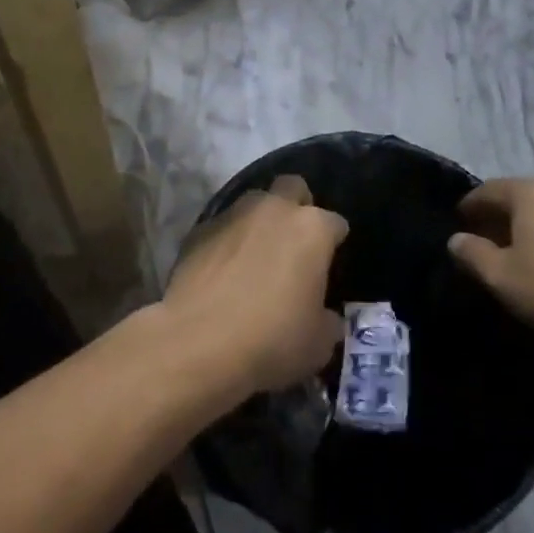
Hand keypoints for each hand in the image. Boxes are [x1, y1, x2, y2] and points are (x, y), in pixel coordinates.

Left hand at [161, 175, 347, 400]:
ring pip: (255, 202)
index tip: (329, 266)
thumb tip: (324, 316)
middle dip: (297, 207)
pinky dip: (228, 241)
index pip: (335, 223)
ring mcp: (233, 214)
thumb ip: (327, 320)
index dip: (334, 243)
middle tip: (294, 243)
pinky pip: (223, 226)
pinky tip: (223, 270)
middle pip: (293, 188)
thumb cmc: (272, 340)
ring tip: (256, 256)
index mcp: (312, 229)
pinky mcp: (199, 229)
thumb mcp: (318, 344)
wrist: (198, 343)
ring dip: (260, 221)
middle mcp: (274, 209)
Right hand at [448, 178, 533, 350]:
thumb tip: (457, 239)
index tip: (458, 230)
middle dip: (495, 219)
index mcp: (529, 193)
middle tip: (482, 247)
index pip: (486, 191)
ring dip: (523, 230)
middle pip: (516, 198)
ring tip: (514, 259)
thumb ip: (472, 254)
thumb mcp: (501, 278)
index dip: (468, 209)